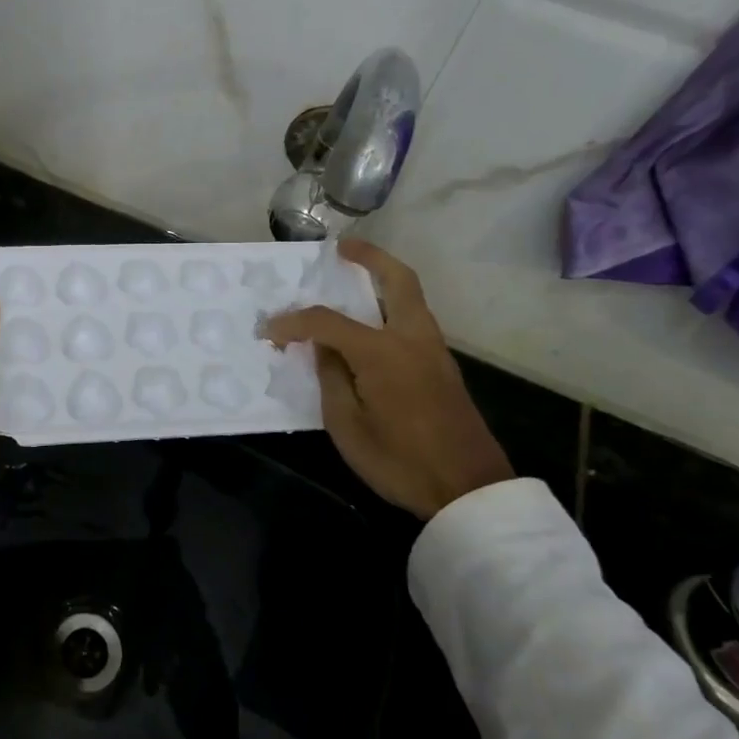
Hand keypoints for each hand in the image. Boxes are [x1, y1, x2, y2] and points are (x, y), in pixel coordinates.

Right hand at [261, 239, 511, 520]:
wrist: (469, 490)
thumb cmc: (400, 461)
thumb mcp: (347, 426)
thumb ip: (331, 377)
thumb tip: (324, 347)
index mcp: (383, 352)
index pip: (327, 322)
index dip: (293, 322)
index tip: (269, 330)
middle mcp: (412, 339)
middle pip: (398, 280)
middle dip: (370, 257)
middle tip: (342, 248)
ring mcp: (434, 351)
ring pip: (410, 299)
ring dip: (383, 281)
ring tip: (352, 283)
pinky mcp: (442, 367)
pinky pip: (412, 322)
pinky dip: (389, 309)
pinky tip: (368, 327)